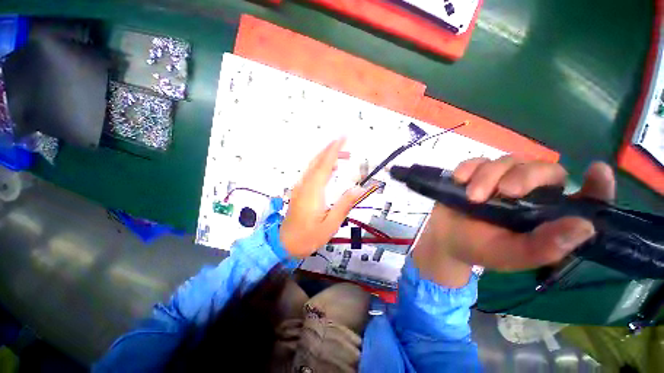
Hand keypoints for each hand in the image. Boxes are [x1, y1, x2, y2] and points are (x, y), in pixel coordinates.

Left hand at [280, 138, 366, 257]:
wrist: (284, 244)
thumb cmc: (308, 236)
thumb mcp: (330, 225)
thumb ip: (345, 205)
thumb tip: (359, 189)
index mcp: (313, 191)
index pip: (325, 164)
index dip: (334, 149)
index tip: (344, 137)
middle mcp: (304, 185)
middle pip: (317, 160)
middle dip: (331, 149)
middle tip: (346, 144)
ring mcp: (300, 187)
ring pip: (313, 165)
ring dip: (327, 157)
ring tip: (343, 156)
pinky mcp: (299, 190)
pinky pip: (310, 172)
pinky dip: (321, 166)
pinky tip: (331, 169)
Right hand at [413, 156, 615, 287]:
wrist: (445, 239)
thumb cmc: (480, 249)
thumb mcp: (513, 255)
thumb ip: (545, 247)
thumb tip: (585, 226)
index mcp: (548, 216)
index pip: (584, 198)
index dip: (597, 186)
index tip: (597, 171)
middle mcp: (530, 194)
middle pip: (543, 168)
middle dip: (525, 176)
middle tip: (505, 192)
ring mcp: (500, 181)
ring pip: (507, 161)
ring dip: (488, 176)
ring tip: (472, 197)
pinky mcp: (475, 174)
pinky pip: (476, 161)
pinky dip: (469, 168)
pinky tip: (459, 180)